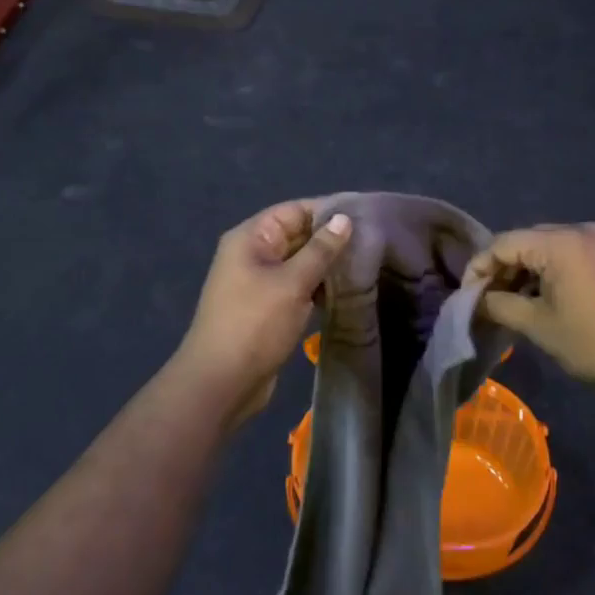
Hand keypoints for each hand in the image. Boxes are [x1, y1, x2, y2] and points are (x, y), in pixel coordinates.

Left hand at [172, 201, 353, 424]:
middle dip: (331, 238)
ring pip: (299, 263)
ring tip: (366, 266)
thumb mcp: (292, 283)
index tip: (365, 215)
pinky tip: (345, 293)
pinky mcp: (267, 307)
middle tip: (373, 242)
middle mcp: (253, 254)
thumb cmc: (254, 324)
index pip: (294, 211)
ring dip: (327, 265)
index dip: (328, 210)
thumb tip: (344, 219)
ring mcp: (259, 282)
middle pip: (297, 235)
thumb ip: (320, 250)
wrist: (220, 383)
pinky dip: (318, 287)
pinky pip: (297, 286)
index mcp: (251, 238)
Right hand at [465, 223, 594, 407]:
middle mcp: (587, 231)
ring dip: (535, 268)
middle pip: (532, 239)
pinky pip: (584, 254)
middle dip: (508, 265)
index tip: (468, 292)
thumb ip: (501, 305)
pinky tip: (559, 296)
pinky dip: (563, 269)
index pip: (506, 243)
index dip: (481, 265)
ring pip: (558, 246)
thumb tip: (478, 300)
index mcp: (562, 242)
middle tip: (492, 296)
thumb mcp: (540, 326)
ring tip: (522, 298)